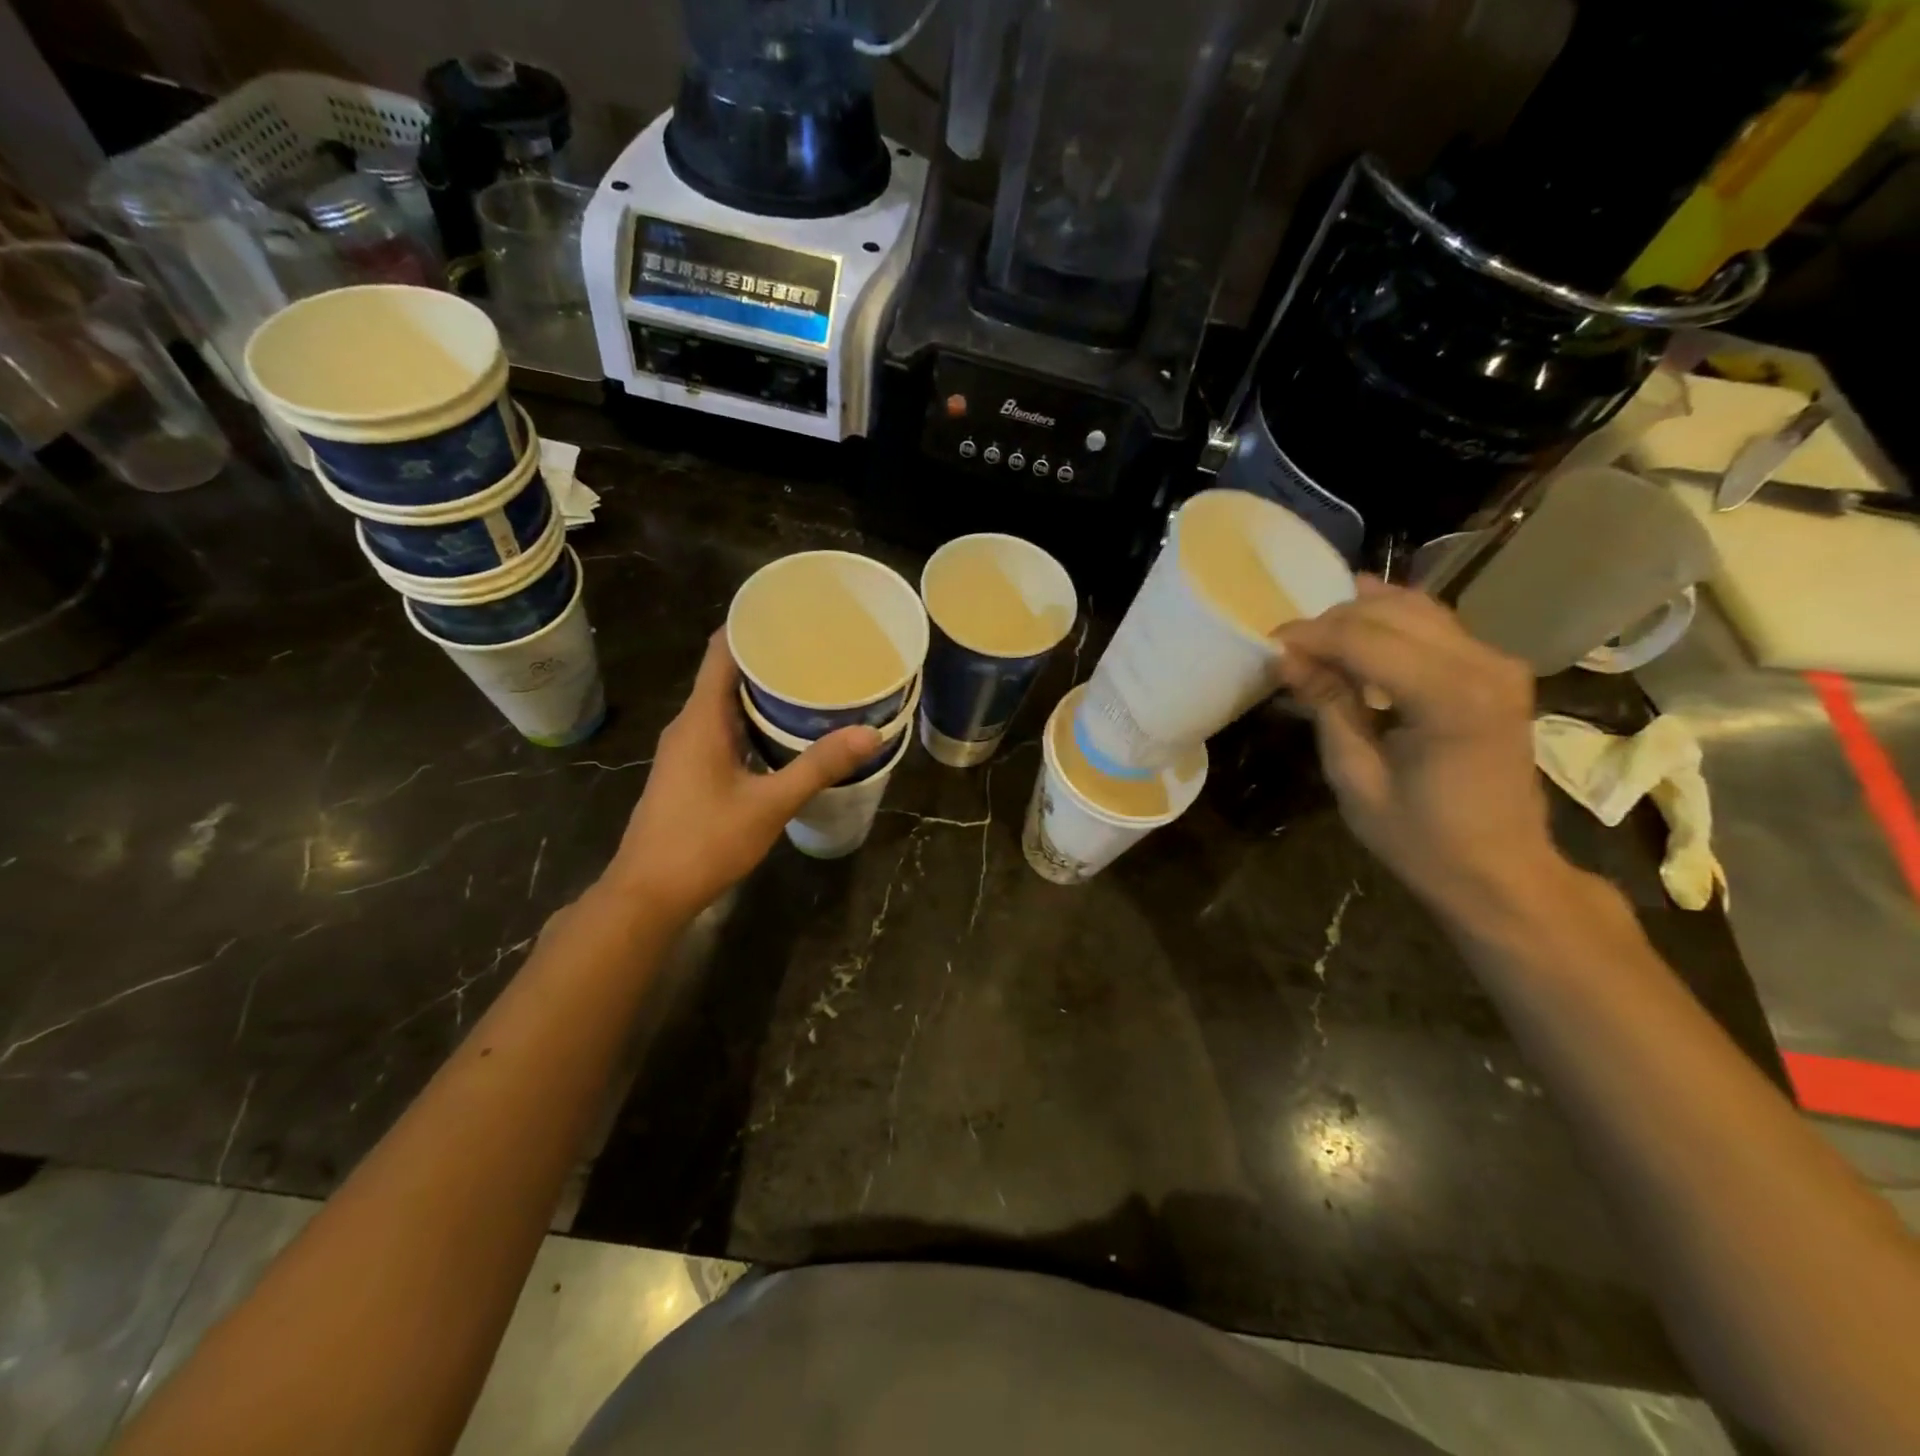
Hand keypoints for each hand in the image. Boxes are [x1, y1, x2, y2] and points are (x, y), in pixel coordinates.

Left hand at [603, 631, 880, 921]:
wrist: (647, 894)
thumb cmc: (704, 842)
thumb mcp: (769, 805)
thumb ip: (818, 767)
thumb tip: (869, 733)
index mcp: (701, 719)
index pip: (722, 651)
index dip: (751, 624)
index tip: (792, 611)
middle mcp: (689, 725)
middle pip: (726, 673)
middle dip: (768, 658)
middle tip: (817, 650)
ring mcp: (685, 750)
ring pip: (725, 705)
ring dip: (761, 693)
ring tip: (809, 684)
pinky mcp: (688, 772)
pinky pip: (722, 729)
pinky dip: (752, 721)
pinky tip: (783, 734)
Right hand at [1274, 578, 1569, 921]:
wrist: (1501, 870)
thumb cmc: (1422, 838)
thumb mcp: (1356, 777)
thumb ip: (1327, 706)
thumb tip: (1285, 657)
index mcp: (1450, 698)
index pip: (1363, 639)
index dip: (1310, 635)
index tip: (1268, 644)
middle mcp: (1483, 665)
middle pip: (1389, 614)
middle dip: (1330, 623)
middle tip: (1288, 649)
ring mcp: (1497, 663)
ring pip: (1414, 608)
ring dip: (1358, 618)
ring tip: (1315, 644)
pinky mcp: (1496, 670)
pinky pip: (1435, 624)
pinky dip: (1390, 622)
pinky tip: (1357, 625)